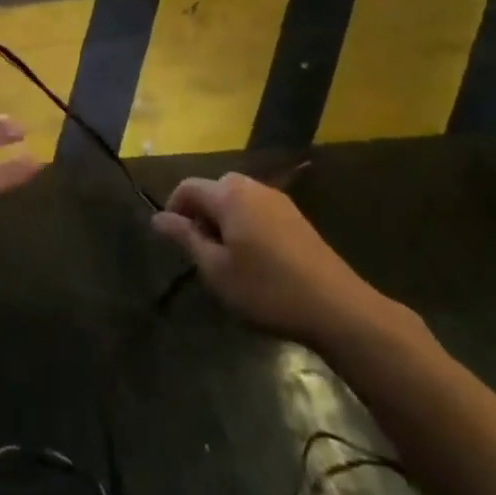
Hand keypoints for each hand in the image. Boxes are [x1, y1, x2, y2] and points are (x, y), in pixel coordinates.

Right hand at [151, 172, 390, 348]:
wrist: (337, 307)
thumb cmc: (267, 289)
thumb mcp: (216, 270)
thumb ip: (186, 238)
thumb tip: (158, 217)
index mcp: (228, 194)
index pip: (187, 187)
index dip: (174, 210)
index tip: (175, 242)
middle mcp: (252, 187)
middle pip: (214, 190)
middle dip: (201, 215)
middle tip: (202, 254)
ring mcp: (278, 200)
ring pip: (237, 200)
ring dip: (225, 221)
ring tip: (228, 260)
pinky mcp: (296, 217)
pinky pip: (258, 210)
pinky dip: (247, 226)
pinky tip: (257, 261)